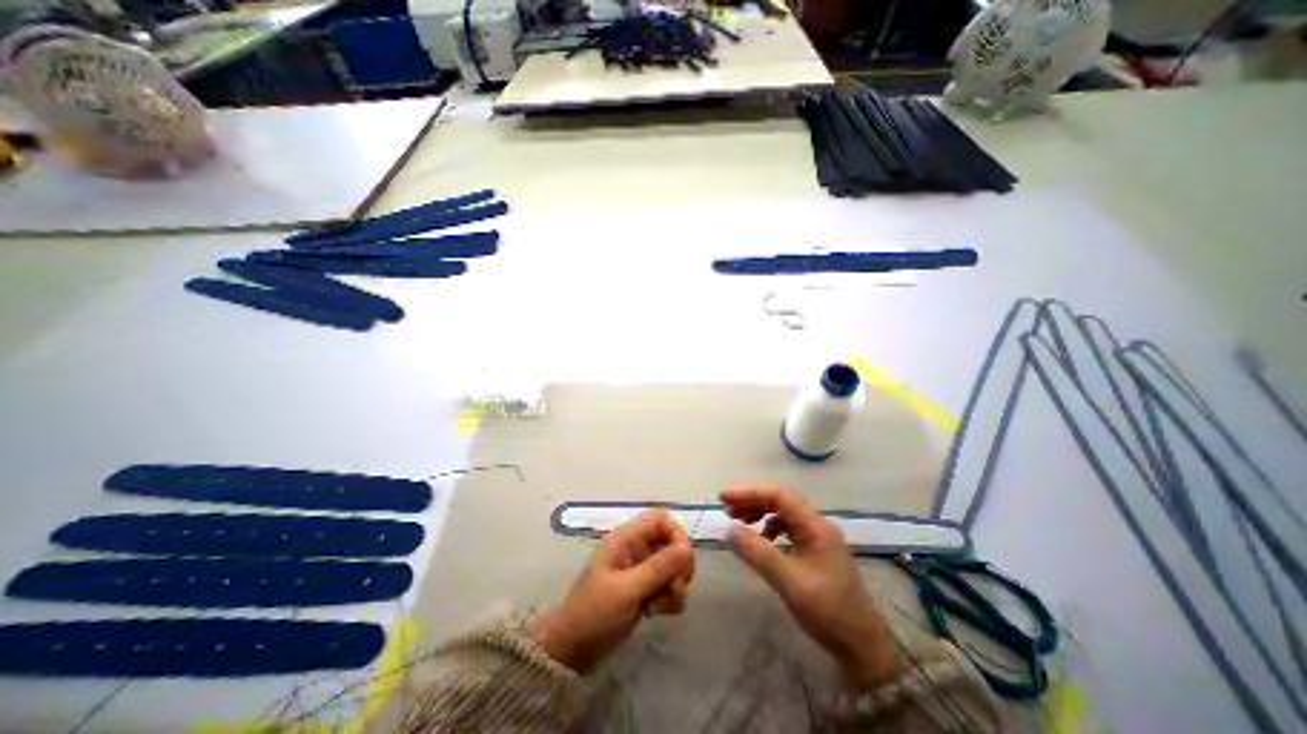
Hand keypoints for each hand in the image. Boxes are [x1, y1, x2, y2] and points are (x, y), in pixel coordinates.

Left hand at [531, 511, 694, 671]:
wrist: (572, 652)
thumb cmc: (594, 614)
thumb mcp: (627, 590)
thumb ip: (658, 568)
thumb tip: (687, 548)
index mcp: (625, 539)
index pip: (660, 519)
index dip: (676, 534)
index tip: (682, 561)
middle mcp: (635, 548)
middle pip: (671, 542)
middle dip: (679, 566)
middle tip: (675, 590)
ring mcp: (640, 569)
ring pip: (673, 565)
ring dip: (675, 586)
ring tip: (660, 607)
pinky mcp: (644, 588)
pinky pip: (668, 584)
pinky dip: (669, 598)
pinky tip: (655, 613)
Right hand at [724, 484, 900, 686]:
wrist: (863, 648)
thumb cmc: (828, 612)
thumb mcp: (789, 582)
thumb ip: (758, 553)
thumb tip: (729, 529)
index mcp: (815, 526)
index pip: (778, 496)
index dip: (749, 492)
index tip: (723, 497)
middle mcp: (817, 525)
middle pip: (780, 501)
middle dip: (752, 500)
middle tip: (727, 509)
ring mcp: (817, 538)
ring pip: (783, 513)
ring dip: (759, 512)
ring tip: (739, 521)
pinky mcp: (815, 551)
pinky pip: (787, 529)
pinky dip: (769, 528)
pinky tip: (761, 540)